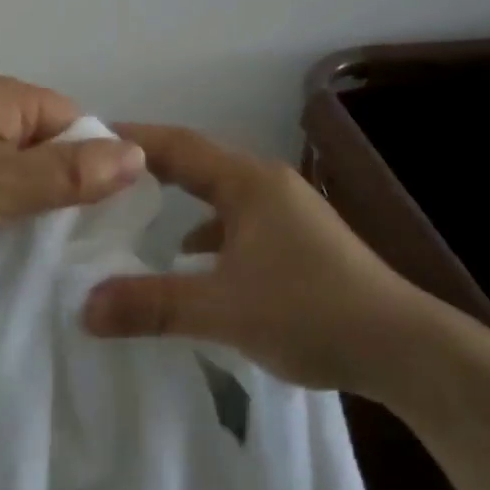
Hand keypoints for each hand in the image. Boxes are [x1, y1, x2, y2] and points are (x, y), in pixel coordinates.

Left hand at [0, 72, 146, 273]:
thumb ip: (68, 174)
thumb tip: (138, 155)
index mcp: (3, 96)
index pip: (76, 121)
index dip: (94, 164)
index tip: (99, 218)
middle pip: (48, 144)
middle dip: (62, 188)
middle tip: (73, 242)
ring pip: (17, 168)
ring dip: (29, 203)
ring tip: (42, 248)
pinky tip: (5, 242)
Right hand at [80, 123, 452, 396]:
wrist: (405, 349)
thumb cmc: (311, 312)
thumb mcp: (223, 309)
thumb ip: (152, 304)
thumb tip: (84, 306)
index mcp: (248, 181)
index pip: (176, 145)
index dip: (130, 140)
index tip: (85, 140)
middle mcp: (266, 184)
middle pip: (194, 164)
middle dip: (147, 169)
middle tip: (97, 177)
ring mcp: (286, 211)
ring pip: (216, 195)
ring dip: (177, 201)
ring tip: (132, 214)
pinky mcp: (297, 240)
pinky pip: (236, 222)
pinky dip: (205, 232)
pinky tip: (191, 261)